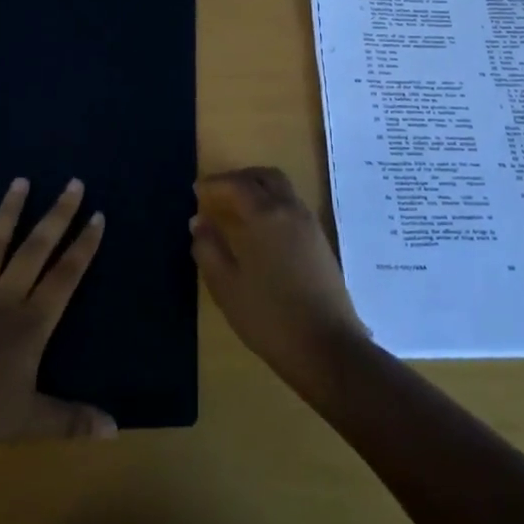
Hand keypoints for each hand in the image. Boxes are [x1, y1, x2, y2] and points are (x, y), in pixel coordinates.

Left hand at [0, 176, 114, 465]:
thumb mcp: (29, 421)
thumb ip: (71, 421)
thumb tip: (115, 429)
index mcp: (31, 323)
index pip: (66, 276)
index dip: (84, 246)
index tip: (98, 215)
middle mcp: (4, 299)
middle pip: (36, 249)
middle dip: (58, 215)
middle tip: (73, 184)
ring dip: (8, 212)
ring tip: (21, 180)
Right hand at [191, 167, 369, 387]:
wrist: (327, 347)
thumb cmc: (269, 317)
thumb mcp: (226, 286)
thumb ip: (208, 249)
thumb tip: (198, 221)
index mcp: (265, 215)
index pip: (237, 185)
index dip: (214, 184)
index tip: (196, 191)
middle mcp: (290, 210)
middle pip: (265, 177)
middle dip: (240, 178)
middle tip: (219, 192)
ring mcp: (310, 225)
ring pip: (283, 189)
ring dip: (259, 189)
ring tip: (238, 209)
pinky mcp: (321, 242)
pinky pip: (294, 207)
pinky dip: (274, 204)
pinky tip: (262, 230)